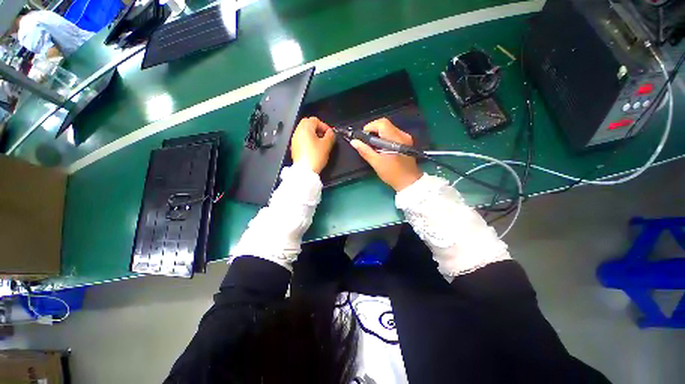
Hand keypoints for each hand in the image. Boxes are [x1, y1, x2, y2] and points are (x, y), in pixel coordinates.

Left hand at [291, 116, 335, 173]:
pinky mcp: (294, 148)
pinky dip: (308, 141)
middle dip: (318, 129)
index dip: (324, 126)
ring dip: (313, 134)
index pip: (315, 120)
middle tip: (324, 136)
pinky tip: (314, 149)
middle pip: (308, 124)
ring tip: (320, 143)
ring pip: (304, 132)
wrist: (305, 171)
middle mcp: (298, 132)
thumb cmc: (315, 157)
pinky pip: (302, 139)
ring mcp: (294, 140)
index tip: (330, 133)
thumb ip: (330, 135)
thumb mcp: (327, 145)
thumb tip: (331, 132)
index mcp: (305, 128)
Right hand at [350, 118, 421, 190]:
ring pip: (388, 129)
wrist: (408, 182)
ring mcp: (405, 138)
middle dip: (373, 131)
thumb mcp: (377, 163)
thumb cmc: (392, 173)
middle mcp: (402, 135)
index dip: (370, 127)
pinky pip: (392, 134)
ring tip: (372, 147)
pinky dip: (384, 138)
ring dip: (378, 135)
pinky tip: (381, 148)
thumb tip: (354, 142)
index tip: (363, 137)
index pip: (382, 123)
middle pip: (385, 125)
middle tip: (366, 143)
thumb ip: (365, 151)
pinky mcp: (405, 142)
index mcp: (396, 139)